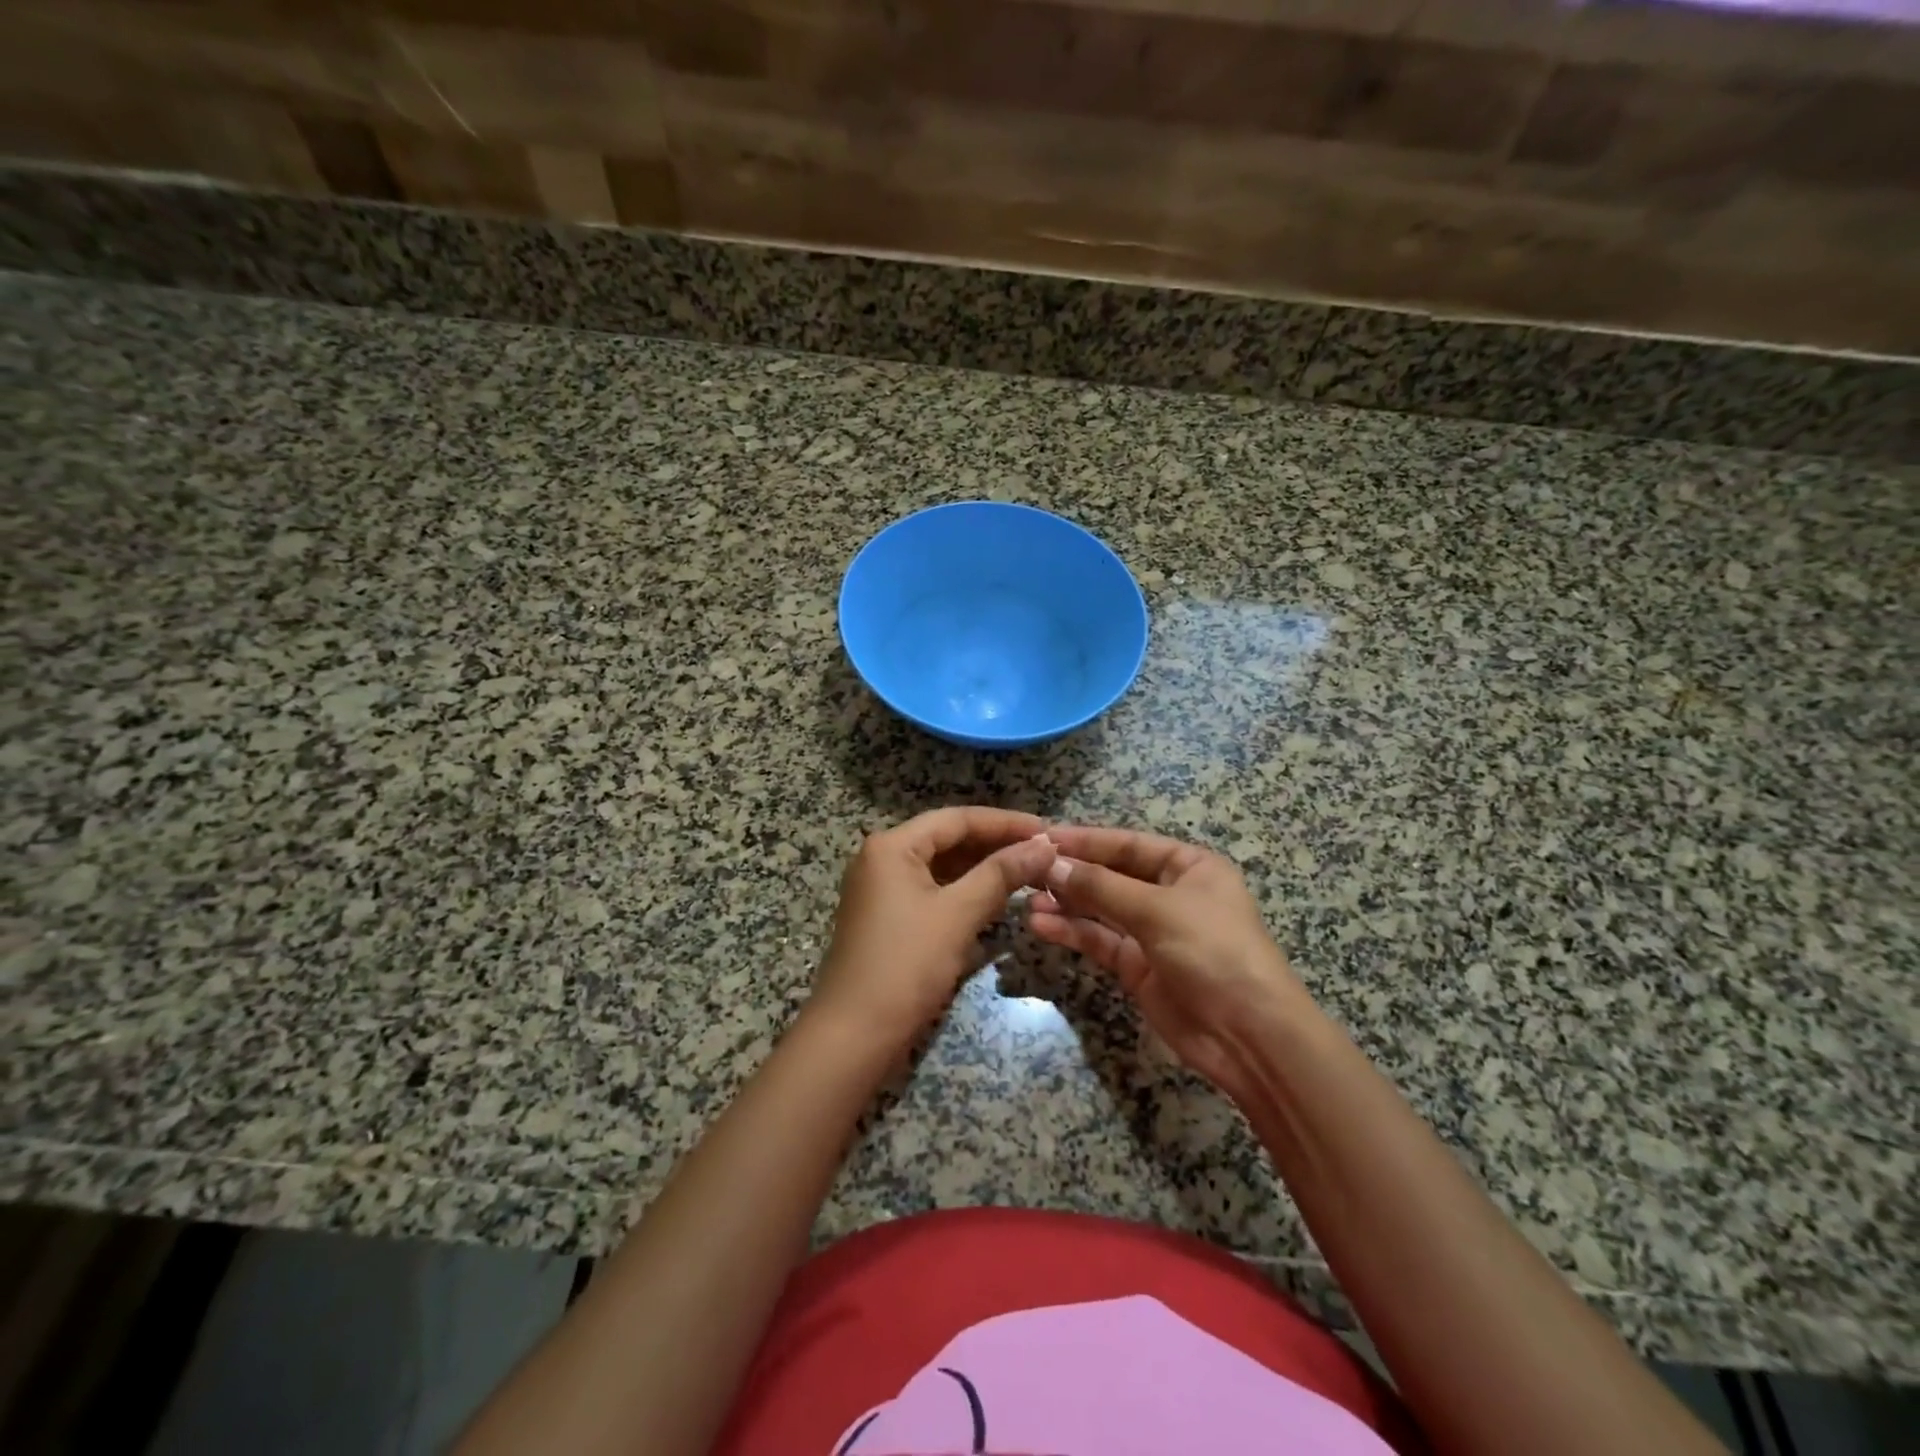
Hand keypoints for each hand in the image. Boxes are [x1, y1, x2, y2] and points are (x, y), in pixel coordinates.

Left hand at [810, 807, 1056, 1048]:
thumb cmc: (906, 965)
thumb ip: (1002, 874)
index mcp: (892, 846)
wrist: (853, 1035)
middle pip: (948, 839)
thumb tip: (1045, 844)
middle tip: (1043, 852)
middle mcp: (883, 858)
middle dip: (996, 845)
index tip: (1047, 829)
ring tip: (1029, 872)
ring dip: (983, 869)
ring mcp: (882, 889)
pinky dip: (965, 891)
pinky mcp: (888, 918)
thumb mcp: (958, 914)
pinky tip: (997, 898)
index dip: (1005, 822)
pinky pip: (933, 891)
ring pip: (942, 867)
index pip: (957, 819)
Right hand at [1027, 825, 1313, 1090]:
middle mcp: (1169, 893)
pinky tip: (1041, 926)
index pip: (1128, 844)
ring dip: (1066, 904)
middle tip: (1025, 868)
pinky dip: (1072, 932)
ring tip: (1027, 899)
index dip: (1086, 840)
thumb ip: (1101, 886)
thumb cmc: (1214, 952)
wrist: (1249, 1037)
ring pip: (1100, 909)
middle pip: (1111, 875)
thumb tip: (1052, 863)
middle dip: (1071, 872)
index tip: (1042, 837)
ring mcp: (1152, 932)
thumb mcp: (1158, 910)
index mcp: (1188, 866)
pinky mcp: (1138, 967)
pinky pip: (1099, 940)